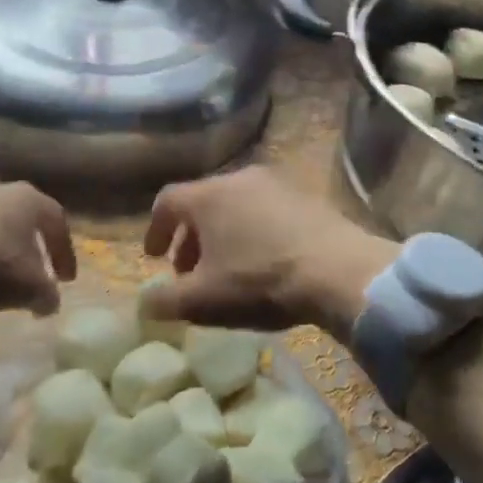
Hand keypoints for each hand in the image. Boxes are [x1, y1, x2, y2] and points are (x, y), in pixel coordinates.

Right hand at [141, 168, 397, 340]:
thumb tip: (144, 303)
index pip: (167, 201)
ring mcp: (275, 184)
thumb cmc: (260, 281)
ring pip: (235, 205)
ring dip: (223, 235)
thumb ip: (167, 301)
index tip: (153, 257)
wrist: (339, 271)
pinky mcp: (305, 196)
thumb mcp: (204, 300)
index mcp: (208, 196)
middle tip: (189, 272)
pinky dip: (253, 231)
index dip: (155, 229)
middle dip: (190, 237)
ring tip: (228, 269)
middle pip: (202, 202)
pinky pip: (266, 210)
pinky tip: (265, 262)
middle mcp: (238, 178)